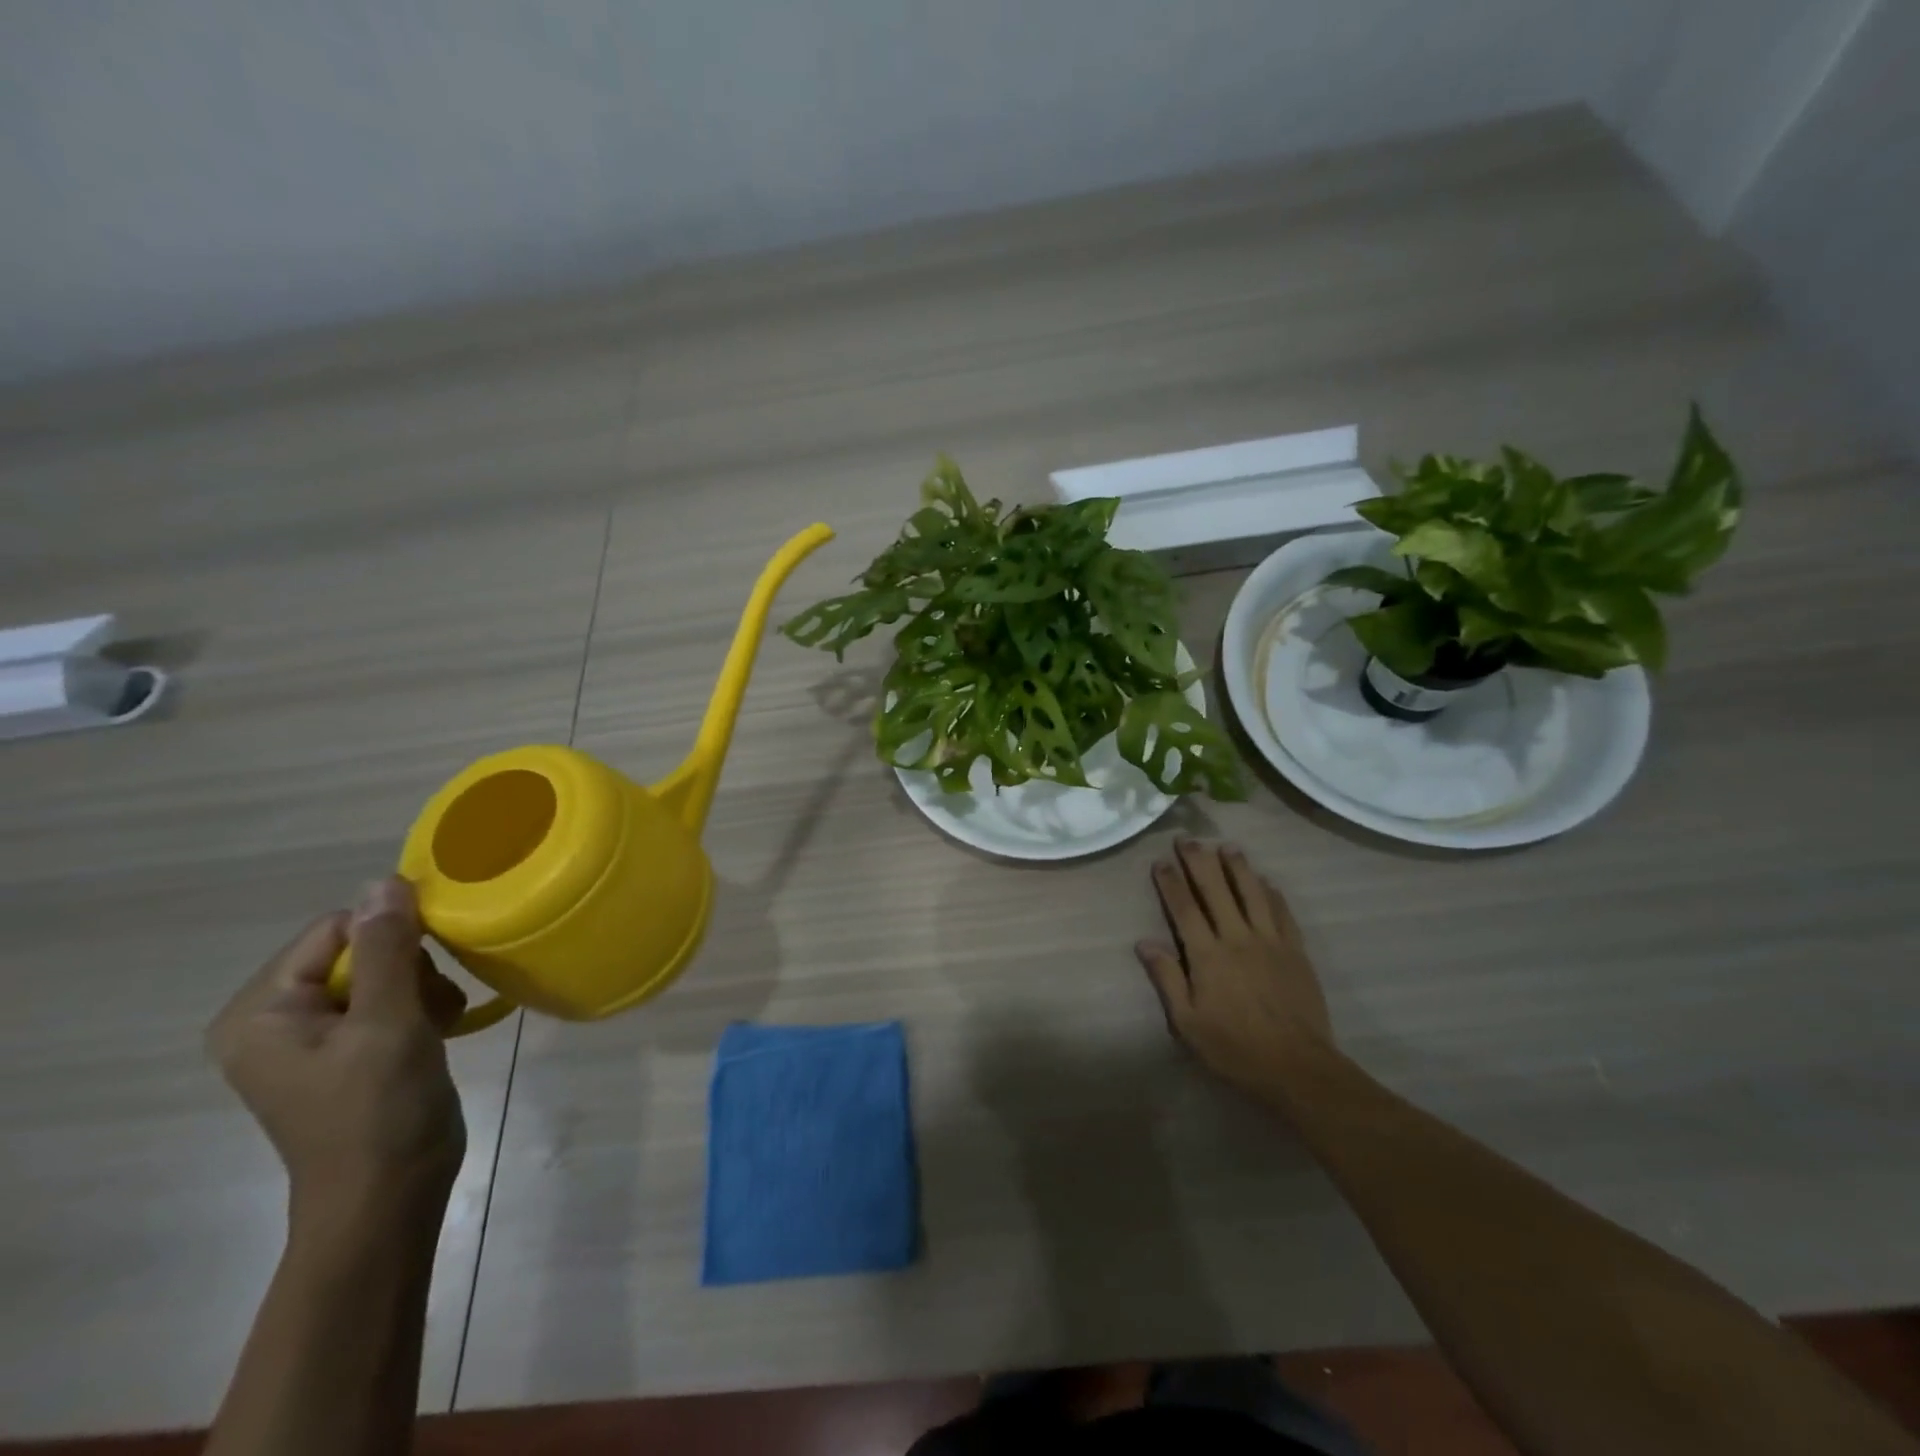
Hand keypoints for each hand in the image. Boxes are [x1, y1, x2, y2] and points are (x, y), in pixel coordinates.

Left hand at [207, 879, 467, 1237]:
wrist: (389, 1197)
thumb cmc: (379, 1110)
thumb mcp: (387, 1023)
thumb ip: (386, 949)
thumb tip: (384, 881)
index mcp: (261, 1012)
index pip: (334, 929)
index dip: (391, 934)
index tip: (434, 961)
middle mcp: (276, 1019)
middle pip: (359, 949)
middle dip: (410, 968)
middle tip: (432, 1005)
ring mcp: (314, 1037)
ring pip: (383, 972)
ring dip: (422, 988)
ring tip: (438, 1023)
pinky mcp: (349, 1051)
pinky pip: (388, 1000)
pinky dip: (421, 1007)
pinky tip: (438, 1031)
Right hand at [1136, 839, 1337, 1103]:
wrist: (1297, 1067)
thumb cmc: (1235, 1048)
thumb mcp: (1188, 1022)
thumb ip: (1167, 978)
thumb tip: (1144, 942)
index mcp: (1208, 956)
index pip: (1184, 909)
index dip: (1171, 883)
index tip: (1161, 861)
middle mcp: (1238, 938)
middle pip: (1216, 890)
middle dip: (1200, 862)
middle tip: (1188, 839)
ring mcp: (1270, 942)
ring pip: (1252, 893)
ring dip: (1238, 867)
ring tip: (1227, 847)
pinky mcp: (1296, 952)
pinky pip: (1282, 913)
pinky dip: (1272, 893)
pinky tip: (1266, 881)